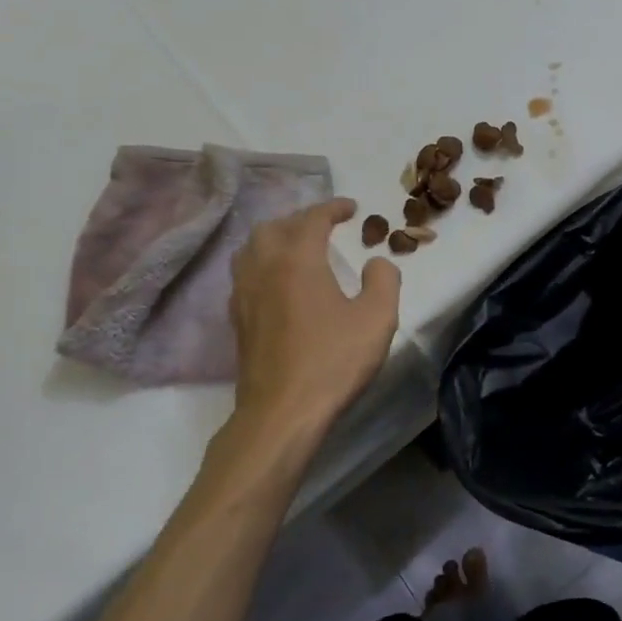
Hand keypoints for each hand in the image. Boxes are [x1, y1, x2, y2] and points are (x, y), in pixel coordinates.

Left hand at [227, 198, 400, 439]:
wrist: (282, 413)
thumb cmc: (333, 361)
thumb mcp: (377, 318)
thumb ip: (384, 280)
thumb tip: (376, 263)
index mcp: (297, 260)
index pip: (312, 218)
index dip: (332, 208)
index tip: (351, 208)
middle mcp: (264, 268)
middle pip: (273, 227)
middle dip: (300, 220)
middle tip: (325, 227)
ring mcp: (244, 295)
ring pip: (251, 249)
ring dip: (275, 239)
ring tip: (298, 248)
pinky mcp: (238, 320)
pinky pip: (245, 275)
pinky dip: (263, 265)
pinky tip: (279, 283)